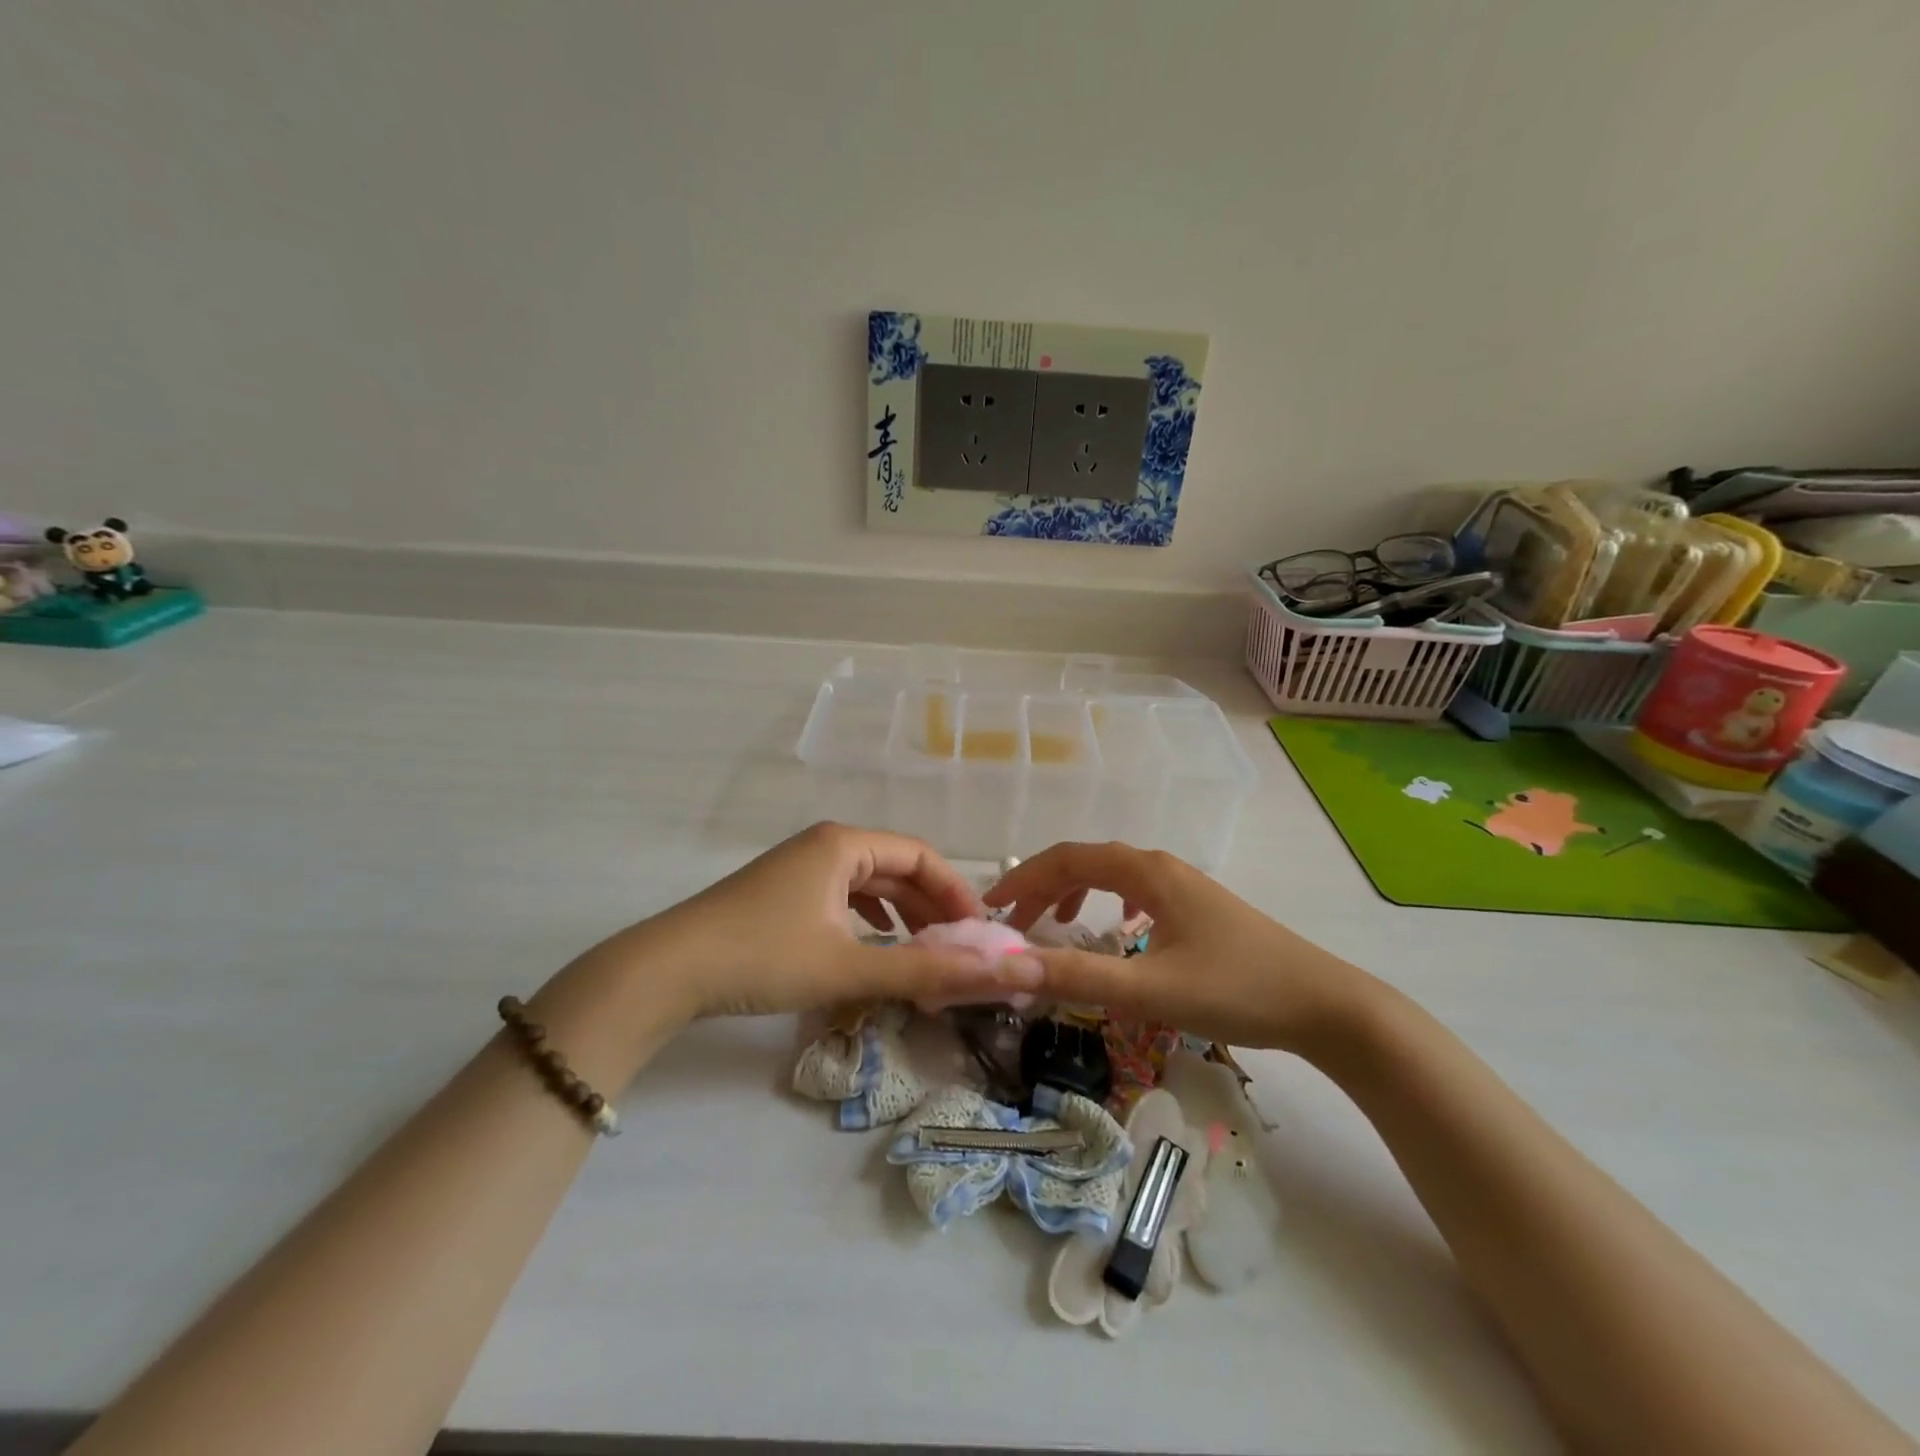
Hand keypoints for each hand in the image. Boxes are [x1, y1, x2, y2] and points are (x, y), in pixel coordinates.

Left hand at [590, 823, 1043, 1023]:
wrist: (667, 971)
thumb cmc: (763, 958)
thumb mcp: (848, 967)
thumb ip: (923, 971)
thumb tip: (994, 974)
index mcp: (844, 844)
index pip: (921, 856)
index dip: (956, 892)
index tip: (979, 934)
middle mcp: (825, 845)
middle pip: (896, 868)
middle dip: (930, 907)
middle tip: (958, 950)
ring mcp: (800, 867)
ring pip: (868, 884)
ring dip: (901, 915)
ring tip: (925, 951)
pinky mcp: (782, 893)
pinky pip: (842, 897)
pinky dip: (868, 920)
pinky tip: (874, 946)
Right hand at [985, 842, 1369, 1054]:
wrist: (1326, 1006)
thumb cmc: (1237, 991)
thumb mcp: (1150, 990)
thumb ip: (1079, 977)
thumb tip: (1009, 967)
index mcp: (1147, 873)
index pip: (1068, 859)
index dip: (1024, 879)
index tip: (992, 910)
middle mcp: (1162, 868)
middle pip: (1088, 862)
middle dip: (1044, 887)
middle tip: (1014, 923)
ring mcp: (1184, 886)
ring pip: (1114, 875)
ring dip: (1075, 892)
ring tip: (1055, 922)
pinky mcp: (1200, 909)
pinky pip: (1138, 892)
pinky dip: (1110, 903)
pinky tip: (1119, 928)